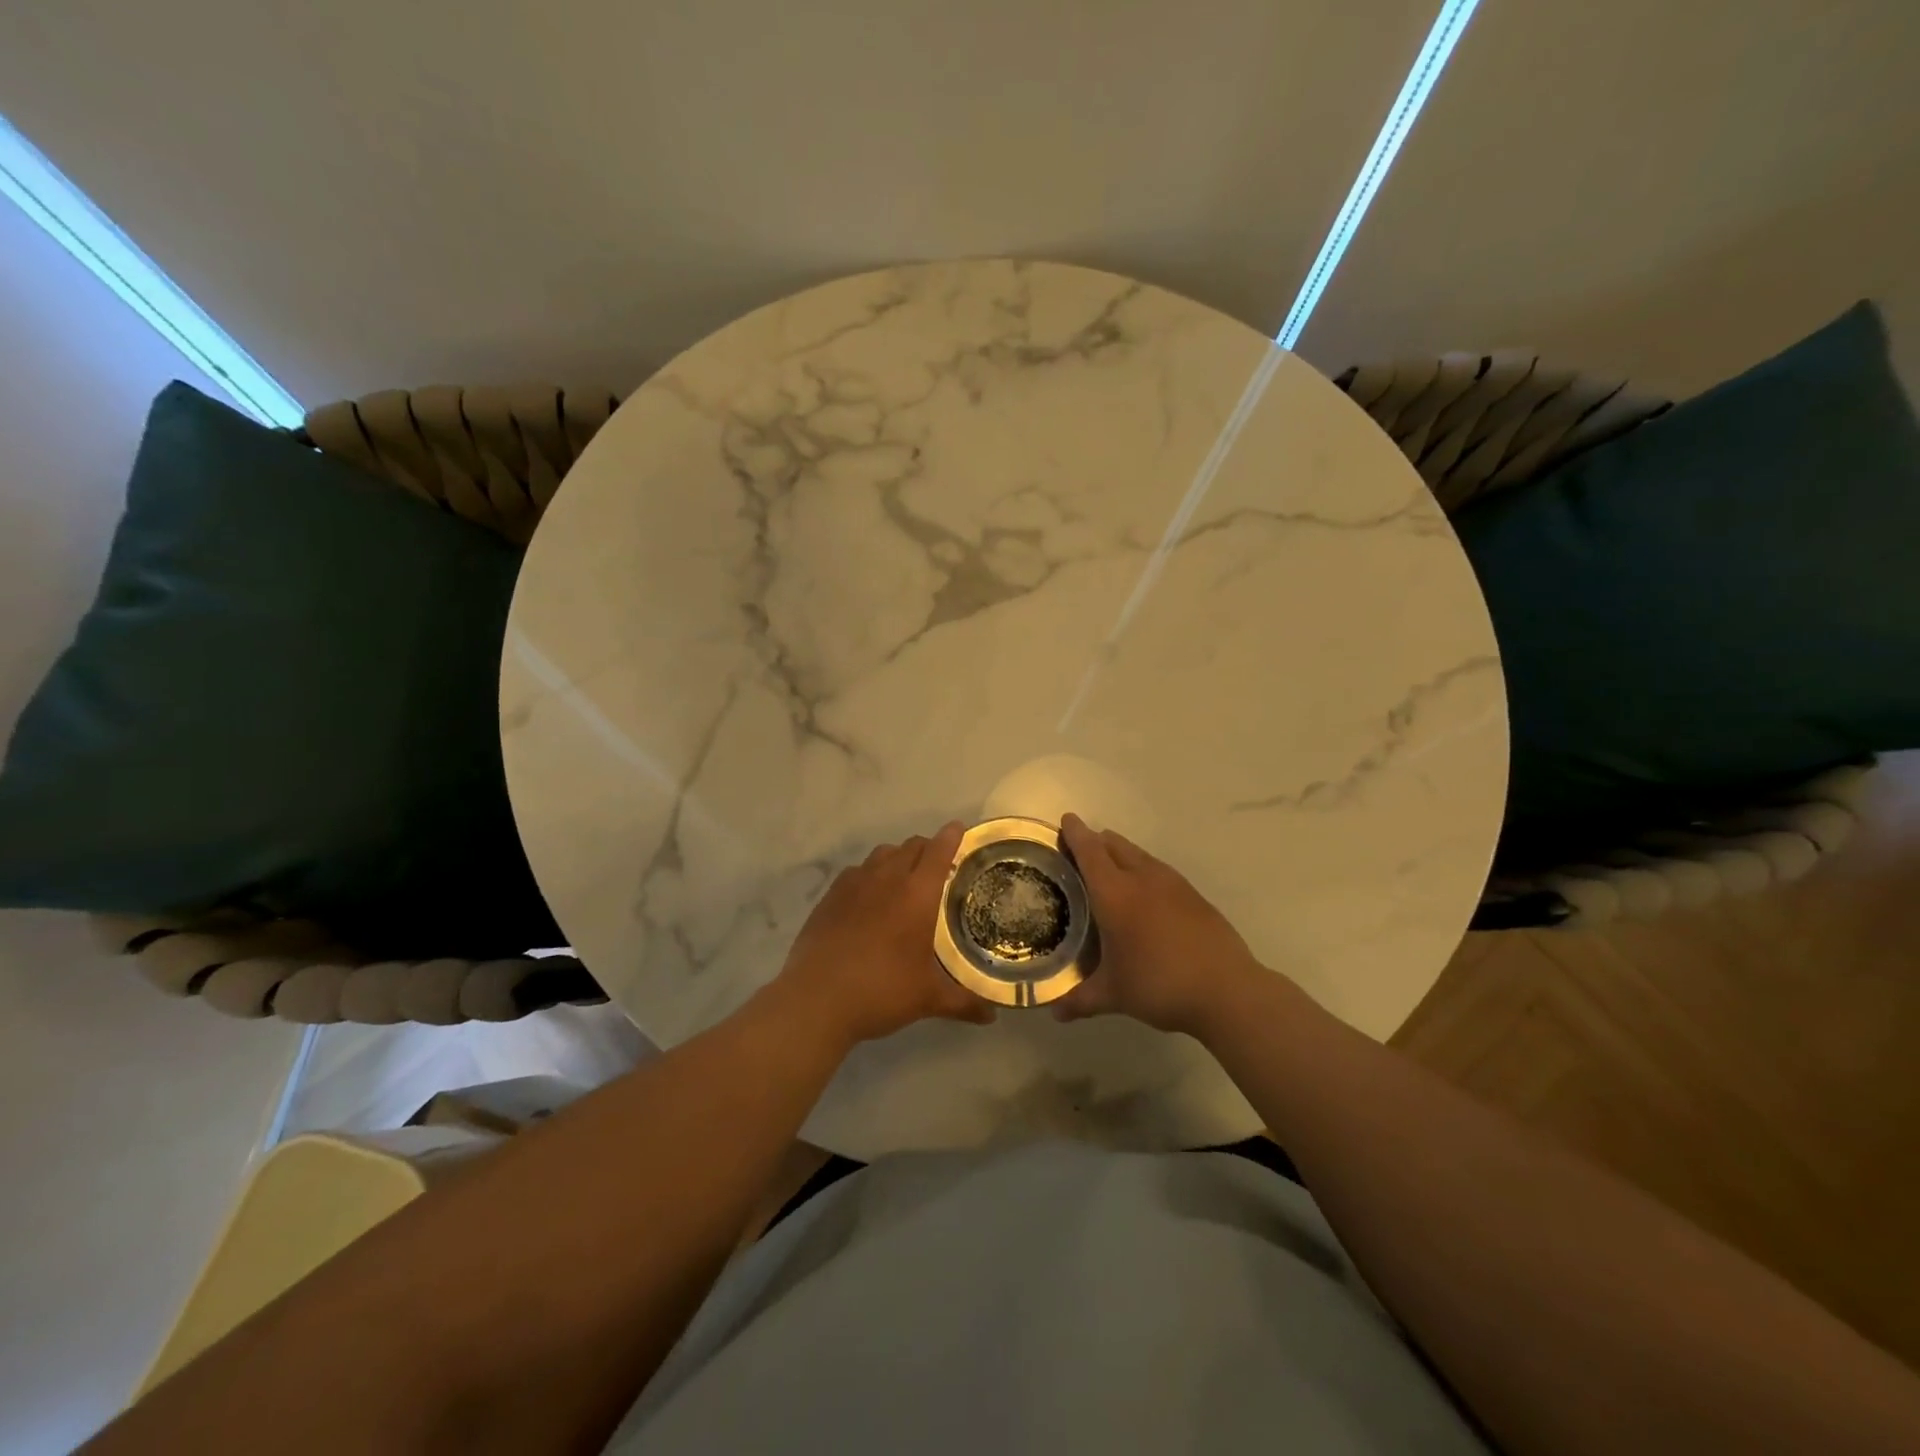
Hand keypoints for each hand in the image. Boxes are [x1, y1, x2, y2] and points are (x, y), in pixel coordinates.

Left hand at [768, 822, 994, 1049]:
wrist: (817, 999)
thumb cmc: (882, 992)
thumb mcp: (928, 999)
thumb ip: (963, 1002)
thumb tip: (992, 1016)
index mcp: (917, 895)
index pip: (938, 851)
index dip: (951, 836)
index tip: (959, 829)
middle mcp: (887, 879)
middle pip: (911, 846)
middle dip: (927, 848)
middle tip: (937, 865)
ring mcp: (854, 884)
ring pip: (882, 854)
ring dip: (898, 857)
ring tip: (903, 877)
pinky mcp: (830, 896)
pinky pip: (856, 871)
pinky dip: (869, 874)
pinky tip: (868, 896)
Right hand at [1053, 812, 1269, 1037]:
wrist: (1227, 990)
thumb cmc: (1160, 985)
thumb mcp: (1115, 995)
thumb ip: (1081, 999)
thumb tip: (1055, 1012)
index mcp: (1115, 894)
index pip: (1090, 852)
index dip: (1075, 833)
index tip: (1066, 819)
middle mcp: (1142, 879)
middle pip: (1114, 845)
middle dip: (1096, 841)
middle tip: (1080, 851)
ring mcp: (1173, 884)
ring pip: (1139, 854)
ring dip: (1121, 853)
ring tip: (1110, 869)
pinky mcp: (1194, 896)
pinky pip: (1159, 870)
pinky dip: (1143, 871)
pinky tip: (1145, 895)